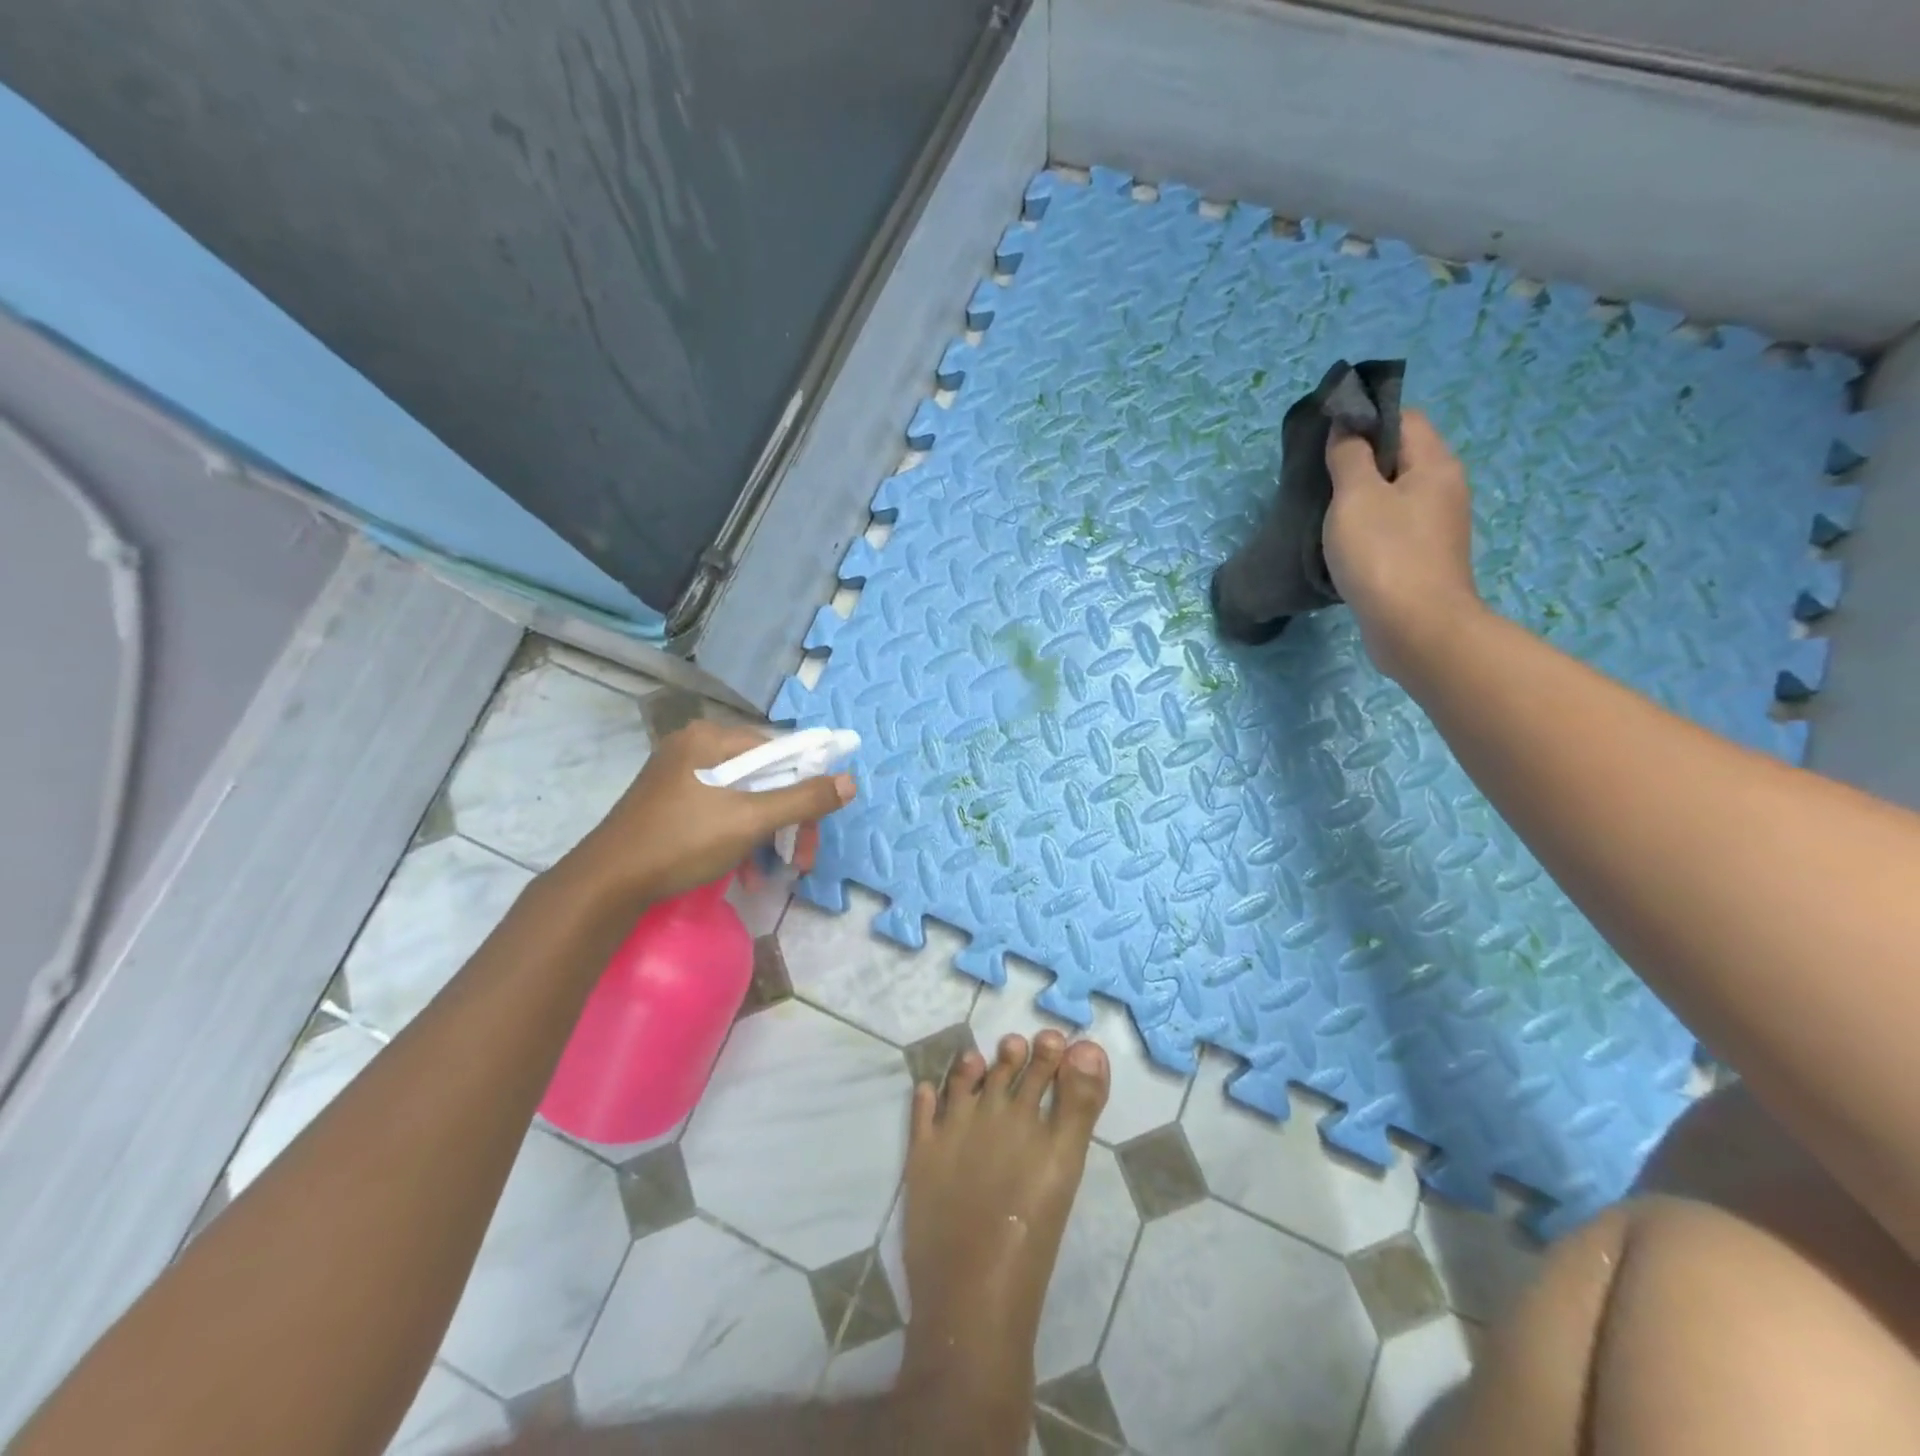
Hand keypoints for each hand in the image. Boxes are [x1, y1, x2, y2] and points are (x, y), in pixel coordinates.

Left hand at [563, 719, 854, 905]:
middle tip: (800, 858)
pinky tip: (744, 872)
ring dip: (766, 834)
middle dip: (787, 819)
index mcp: (711, 738)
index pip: (780, 750)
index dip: (807, 785)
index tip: (818, 824)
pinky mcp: (668, 801)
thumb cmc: (682, 842)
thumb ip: (803, 799)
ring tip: (774, 872)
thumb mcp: (751, 820)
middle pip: (763, 776)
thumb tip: (850, 781)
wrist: (607, 884)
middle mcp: (694, 746)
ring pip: (743, 797)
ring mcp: (678, 774)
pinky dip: (738, 836)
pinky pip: (720, 809)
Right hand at [1324, 410, 1482, 682]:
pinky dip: (1367, 528)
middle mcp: (1444, 489)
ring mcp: (1436, 527)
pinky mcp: (1423, 559)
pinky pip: (1392, 527)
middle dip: (1359, 460)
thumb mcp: (1356, 497)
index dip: (1364, 419)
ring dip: (1360, 498)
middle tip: (1317, 476)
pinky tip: (1341, 544)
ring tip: (1323, 511)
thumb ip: (1348, 457)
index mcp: (1435, 464)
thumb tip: (1345, 426)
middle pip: (1400, 456)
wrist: (1416, 629)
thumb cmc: (1384, 555)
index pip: (1403, 418)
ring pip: (1394, 495)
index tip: (1325, 437)